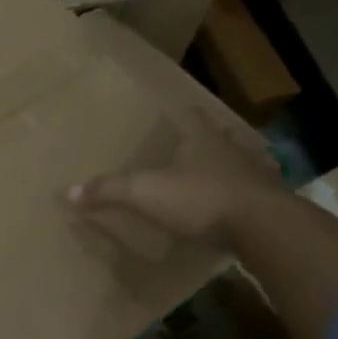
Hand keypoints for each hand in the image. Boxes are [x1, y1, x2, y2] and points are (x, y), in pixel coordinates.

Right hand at [69, 111, 281, 250]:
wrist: (264, 227)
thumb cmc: (200, 198)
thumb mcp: (145, 193)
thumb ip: (108, 191)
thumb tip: (67, 191)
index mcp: (202, 138)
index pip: (192, 115)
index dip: (183, 113)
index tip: (177, 111)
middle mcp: (231, 149)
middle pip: (218, 136)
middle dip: (205, 139)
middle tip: (190, 145)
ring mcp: (256, 175)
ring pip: (239, 162)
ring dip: (227, 167)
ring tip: (212, 175)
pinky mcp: (270, 202)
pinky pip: (252, 193)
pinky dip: (242, 196)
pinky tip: (235, 206)